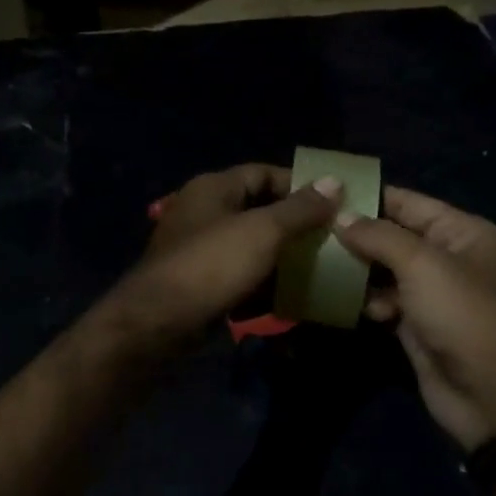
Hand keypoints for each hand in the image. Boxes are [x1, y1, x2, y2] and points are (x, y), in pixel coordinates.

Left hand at [102, 165, 342, 340]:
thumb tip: (335, 181)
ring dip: (282, 257)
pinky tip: (290, 297)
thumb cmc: (212, 264)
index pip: (263, 172)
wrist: (160, 322)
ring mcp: (200, 249)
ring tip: (319, 269)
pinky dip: (263, 283)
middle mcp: (204, 212)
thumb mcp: (263, 231)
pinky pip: (240, 275)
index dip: (298, 185)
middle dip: (294, 225)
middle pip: (258, 210)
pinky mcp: (201, 282)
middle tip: (331, 239)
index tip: (333, 203)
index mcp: (213, 188)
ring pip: (251, 246)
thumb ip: (300, 208)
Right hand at [336, 188, 495, 450]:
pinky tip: (342, 302)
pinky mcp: (416, 324)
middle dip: (356, 234)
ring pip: (384, 270)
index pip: (409, 202)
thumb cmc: (462, 315)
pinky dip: (366, 300)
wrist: (491, 396)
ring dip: (356, 269)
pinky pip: (384, 301)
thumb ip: (379, 236)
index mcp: (462, 232)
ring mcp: (431, 293)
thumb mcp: (423, 265)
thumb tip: (340, 217)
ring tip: (318, 262)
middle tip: (309, 228)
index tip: (324, 191)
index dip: (369, 196)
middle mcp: (448, 257)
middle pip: (393, 236)